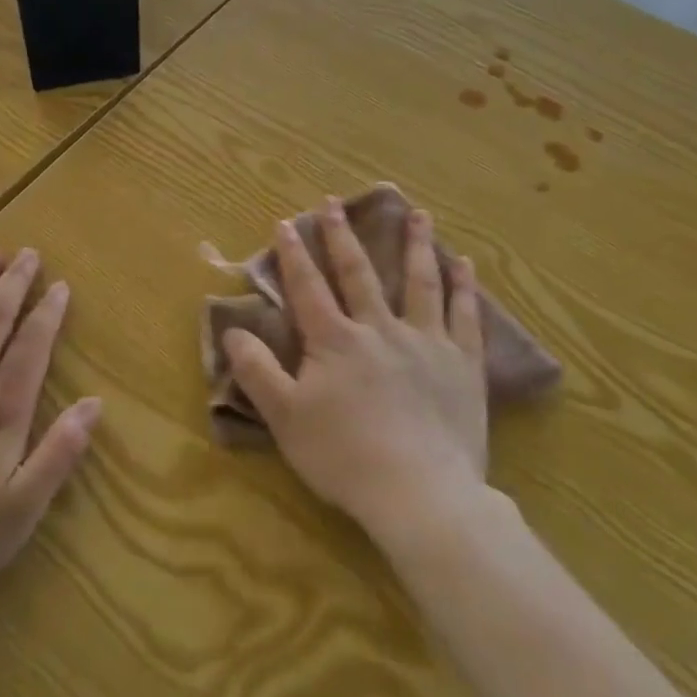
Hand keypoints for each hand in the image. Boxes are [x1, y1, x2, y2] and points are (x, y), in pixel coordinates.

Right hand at [223, 199, 487, 541]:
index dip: (293, 254)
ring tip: (417, 213)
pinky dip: (463, 286)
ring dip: (415, 245)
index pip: (308, 287)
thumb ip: (257, 371)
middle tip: (336, 203)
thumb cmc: (345, 457)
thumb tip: (232, 330)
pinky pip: (464, 315)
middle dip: (343, 236)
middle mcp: (380, 329)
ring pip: (420, 282)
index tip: (286, 222)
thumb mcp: (285, 418)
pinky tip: (464, 263)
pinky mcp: (462, 364)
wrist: (420, 493)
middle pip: (359, 273)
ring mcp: (426, 342)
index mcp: (335, 341)